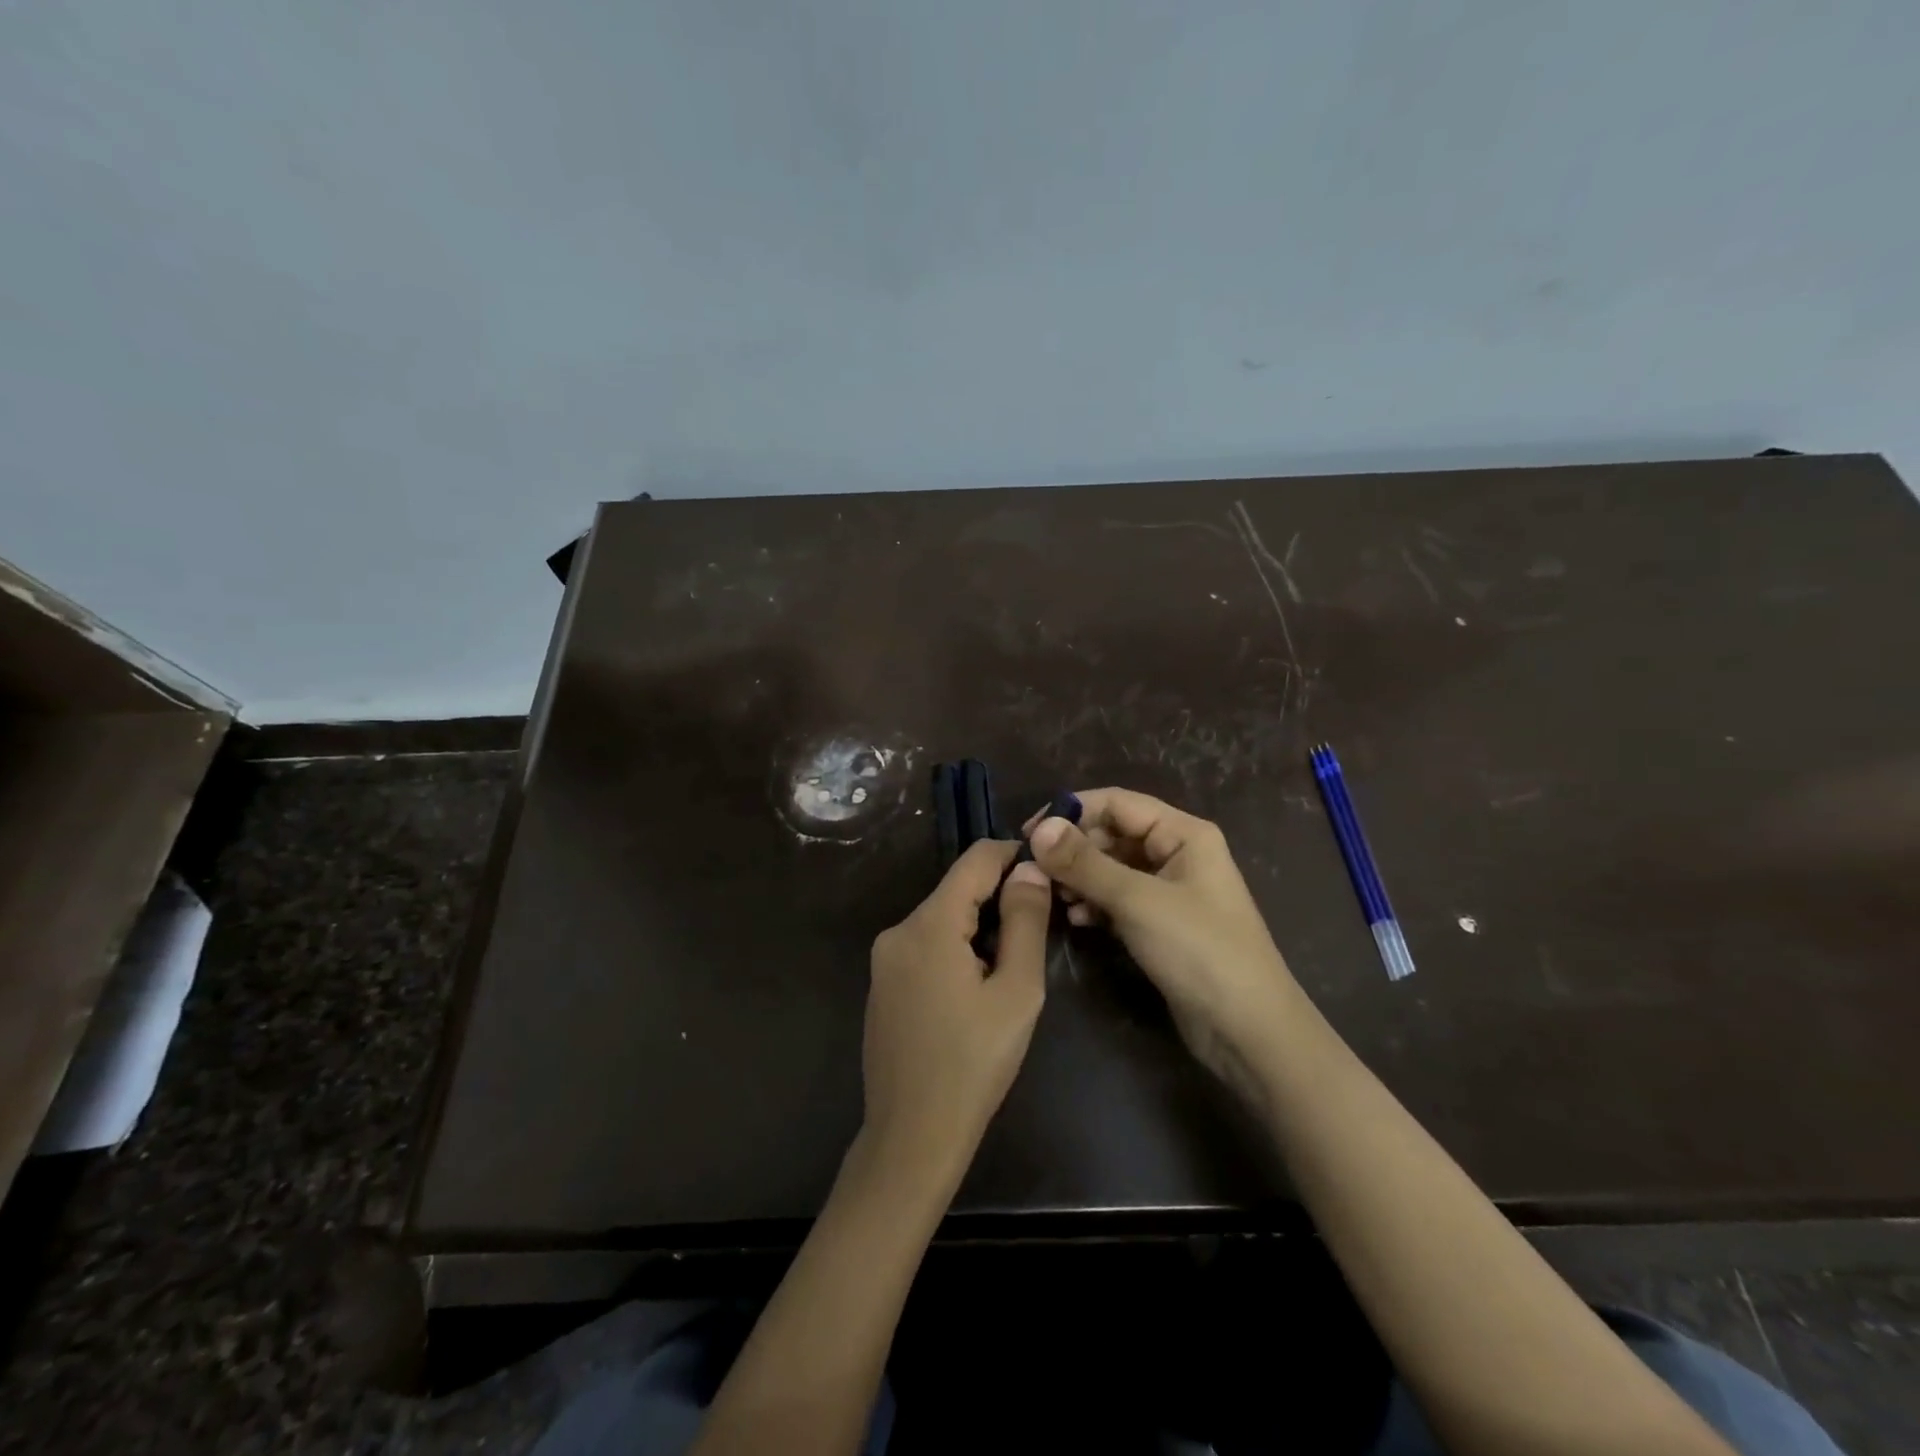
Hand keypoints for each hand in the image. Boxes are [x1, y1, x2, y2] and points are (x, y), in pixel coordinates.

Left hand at [860, 839, 1051, 1194]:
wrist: (912, 1137)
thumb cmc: (974, 1064)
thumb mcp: (1017, 991)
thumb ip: (1025, 921)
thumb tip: (1029, 869)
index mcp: (928, 924)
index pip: (975, 860)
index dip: (1013, 856)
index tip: (1048, 871)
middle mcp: (897, 930)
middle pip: (957, 891)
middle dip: (998, 901)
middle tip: (1038, 933)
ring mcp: (884, 959)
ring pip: (942, 920)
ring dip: (978, 929)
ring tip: (1009, 972)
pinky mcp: (882, 985)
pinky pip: (925, 947)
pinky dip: (955, 951)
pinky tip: (974, 993)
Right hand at [1024, 789, 1296, 1094]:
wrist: (1249, 1031)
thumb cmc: (1199, 951)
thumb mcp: (1137, 901)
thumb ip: (1085, 863)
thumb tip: (1038, 828)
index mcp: (1183, 833)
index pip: (1117, 802)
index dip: (1071, 812)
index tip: (1028, 833)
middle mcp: (1177, 853)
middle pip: (1113, 833)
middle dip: (1074, 849)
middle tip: (1037, 872)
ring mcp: (1169, 890)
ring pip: (1112, 868)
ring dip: (1081, 878)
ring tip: (1054, 898)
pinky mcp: (1161, 924)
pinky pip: (1118, 899)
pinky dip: (1095, 904)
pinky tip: (1076, 920)